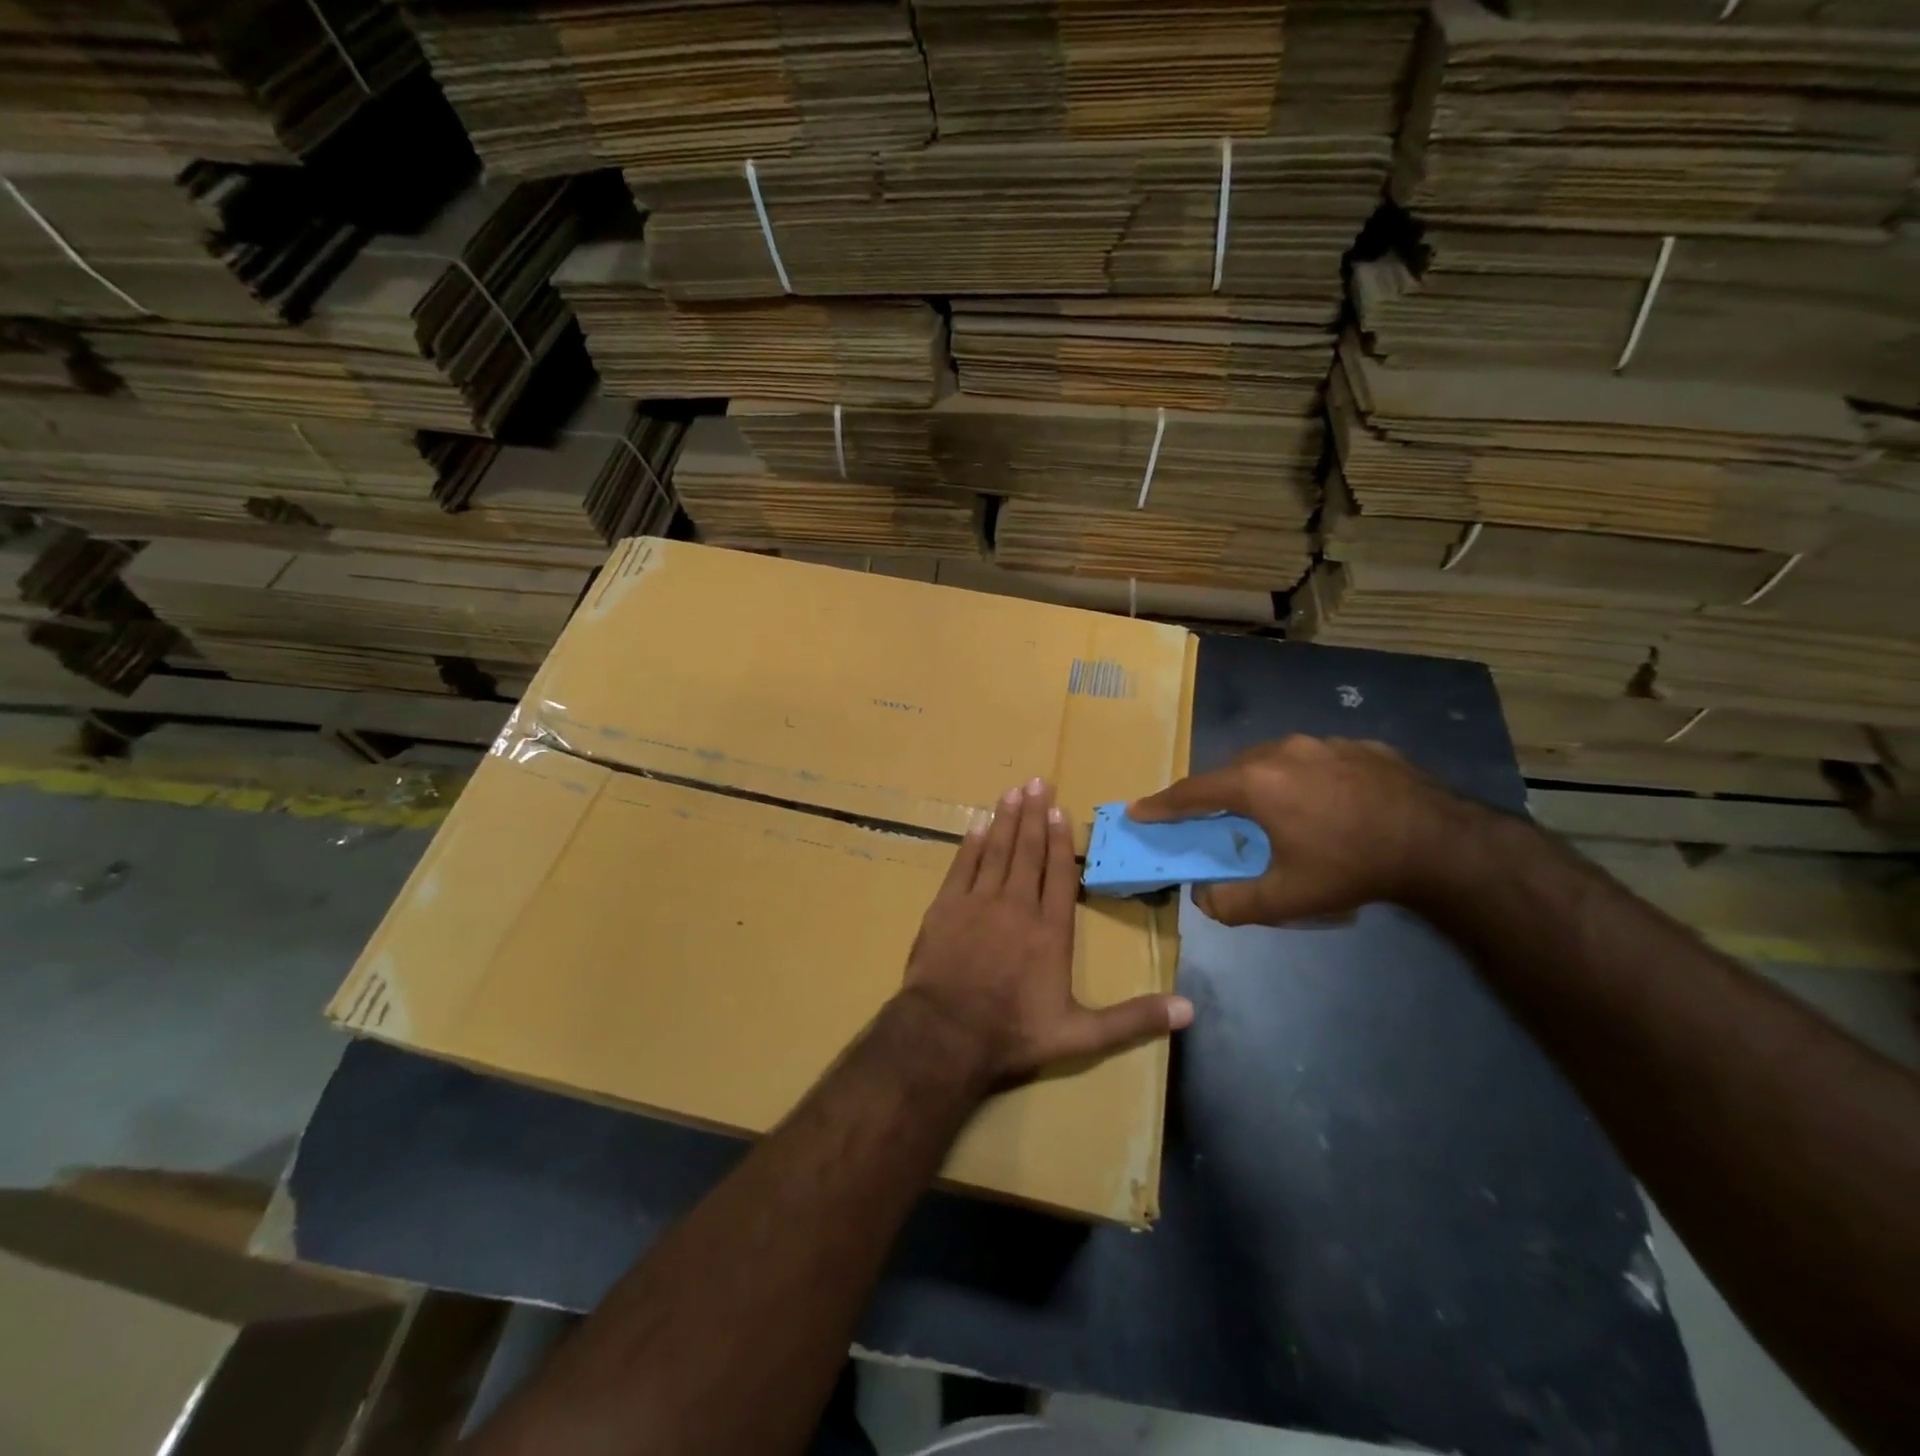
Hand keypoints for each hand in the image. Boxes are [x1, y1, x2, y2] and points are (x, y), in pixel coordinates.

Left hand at [898, 778, 1192, 1087]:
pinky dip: (971, 844)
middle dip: (1033, 815)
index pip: (1059, 875)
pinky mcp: (945, 908)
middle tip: (1037, 782)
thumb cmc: (1014, 1034)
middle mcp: (1017, 906)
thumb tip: (1189, 1009)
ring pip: (996, 851)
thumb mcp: (1081, 1036)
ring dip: (1005, 820)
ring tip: (1012, 792)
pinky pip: (962, 866)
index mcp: (1050, 930)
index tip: (1060, 812)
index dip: (1059, 841)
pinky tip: (976, 825)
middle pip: (1027, 852)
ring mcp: (978, 903)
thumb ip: (1133, 1019)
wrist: (947, 1035)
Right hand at [1129, 735, 1471, 926]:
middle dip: (1215, 796)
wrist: (1441, 843)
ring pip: (1272, 760)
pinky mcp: (1359, 745)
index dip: (1161, 804)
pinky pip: (1314, 760)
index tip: (1138, 810)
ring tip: (1272, 813)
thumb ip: (1233, 903)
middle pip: (1231, 772)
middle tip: (1212, 820)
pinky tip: (1324, 803)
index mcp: (1255, 783)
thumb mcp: (1288, 898)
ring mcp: (1323, 743)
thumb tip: (1204, 897)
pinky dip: (1303, 778)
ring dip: (1260, 784)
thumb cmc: (1352, 867)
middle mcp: (1281, 751)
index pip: (1193, 792)